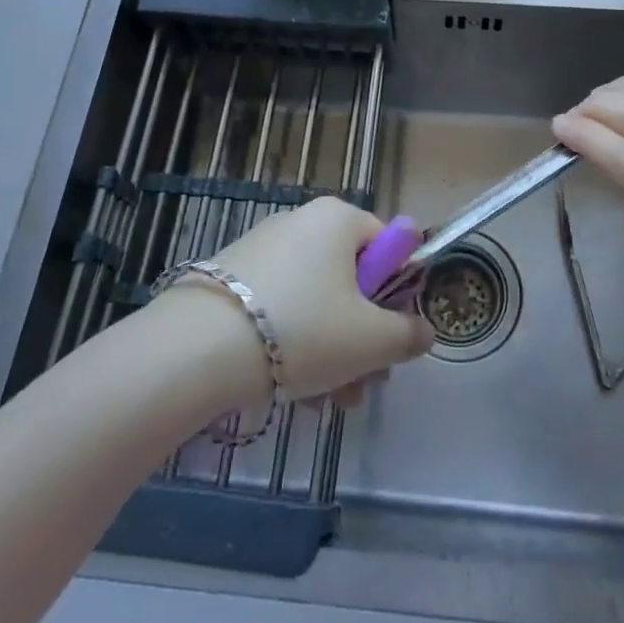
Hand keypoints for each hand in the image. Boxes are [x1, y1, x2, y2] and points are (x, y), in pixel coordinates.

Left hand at [176, 197, 433, 404]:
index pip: (386, 247)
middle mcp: (300, 222)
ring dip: (331, 352)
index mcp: (337, 219)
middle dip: (362, 338)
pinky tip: (292, 392)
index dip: (397, 296)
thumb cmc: (302, 330)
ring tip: (328, 404)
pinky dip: (292, 346)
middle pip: (350, 281)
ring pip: (315, 301)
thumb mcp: (371, 340)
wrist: (198, 350)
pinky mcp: (230, 279)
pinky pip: (279, 308)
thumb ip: (408, 335)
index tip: (391, 340)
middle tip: (364, 385)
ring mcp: (261, 249)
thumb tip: (425, 331)